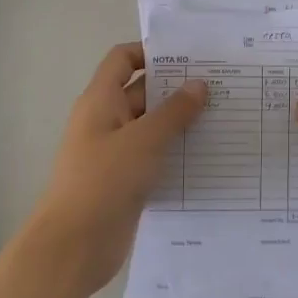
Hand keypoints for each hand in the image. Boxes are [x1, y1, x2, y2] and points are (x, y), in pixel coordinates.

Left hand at [24, 43, 207, 291]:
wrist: (75, 245)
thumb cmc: (105, 181)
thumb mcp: (144, 140)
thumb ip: (174, 111)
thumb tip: (199, 84)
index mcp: (100, 101)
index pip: (122, 59)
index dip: (151, 52)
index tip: (190, 56)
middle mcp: (106, 121)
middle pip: (142, 92)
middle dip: (177, 88)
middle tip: (221, 87)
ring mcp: (115, 153)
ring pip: (151, 127)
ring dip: (181, 123)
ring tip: (223, 118)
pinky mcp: (125, 181)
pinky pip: (154, 157)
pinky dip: (175, 153)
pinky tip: (208, 156)